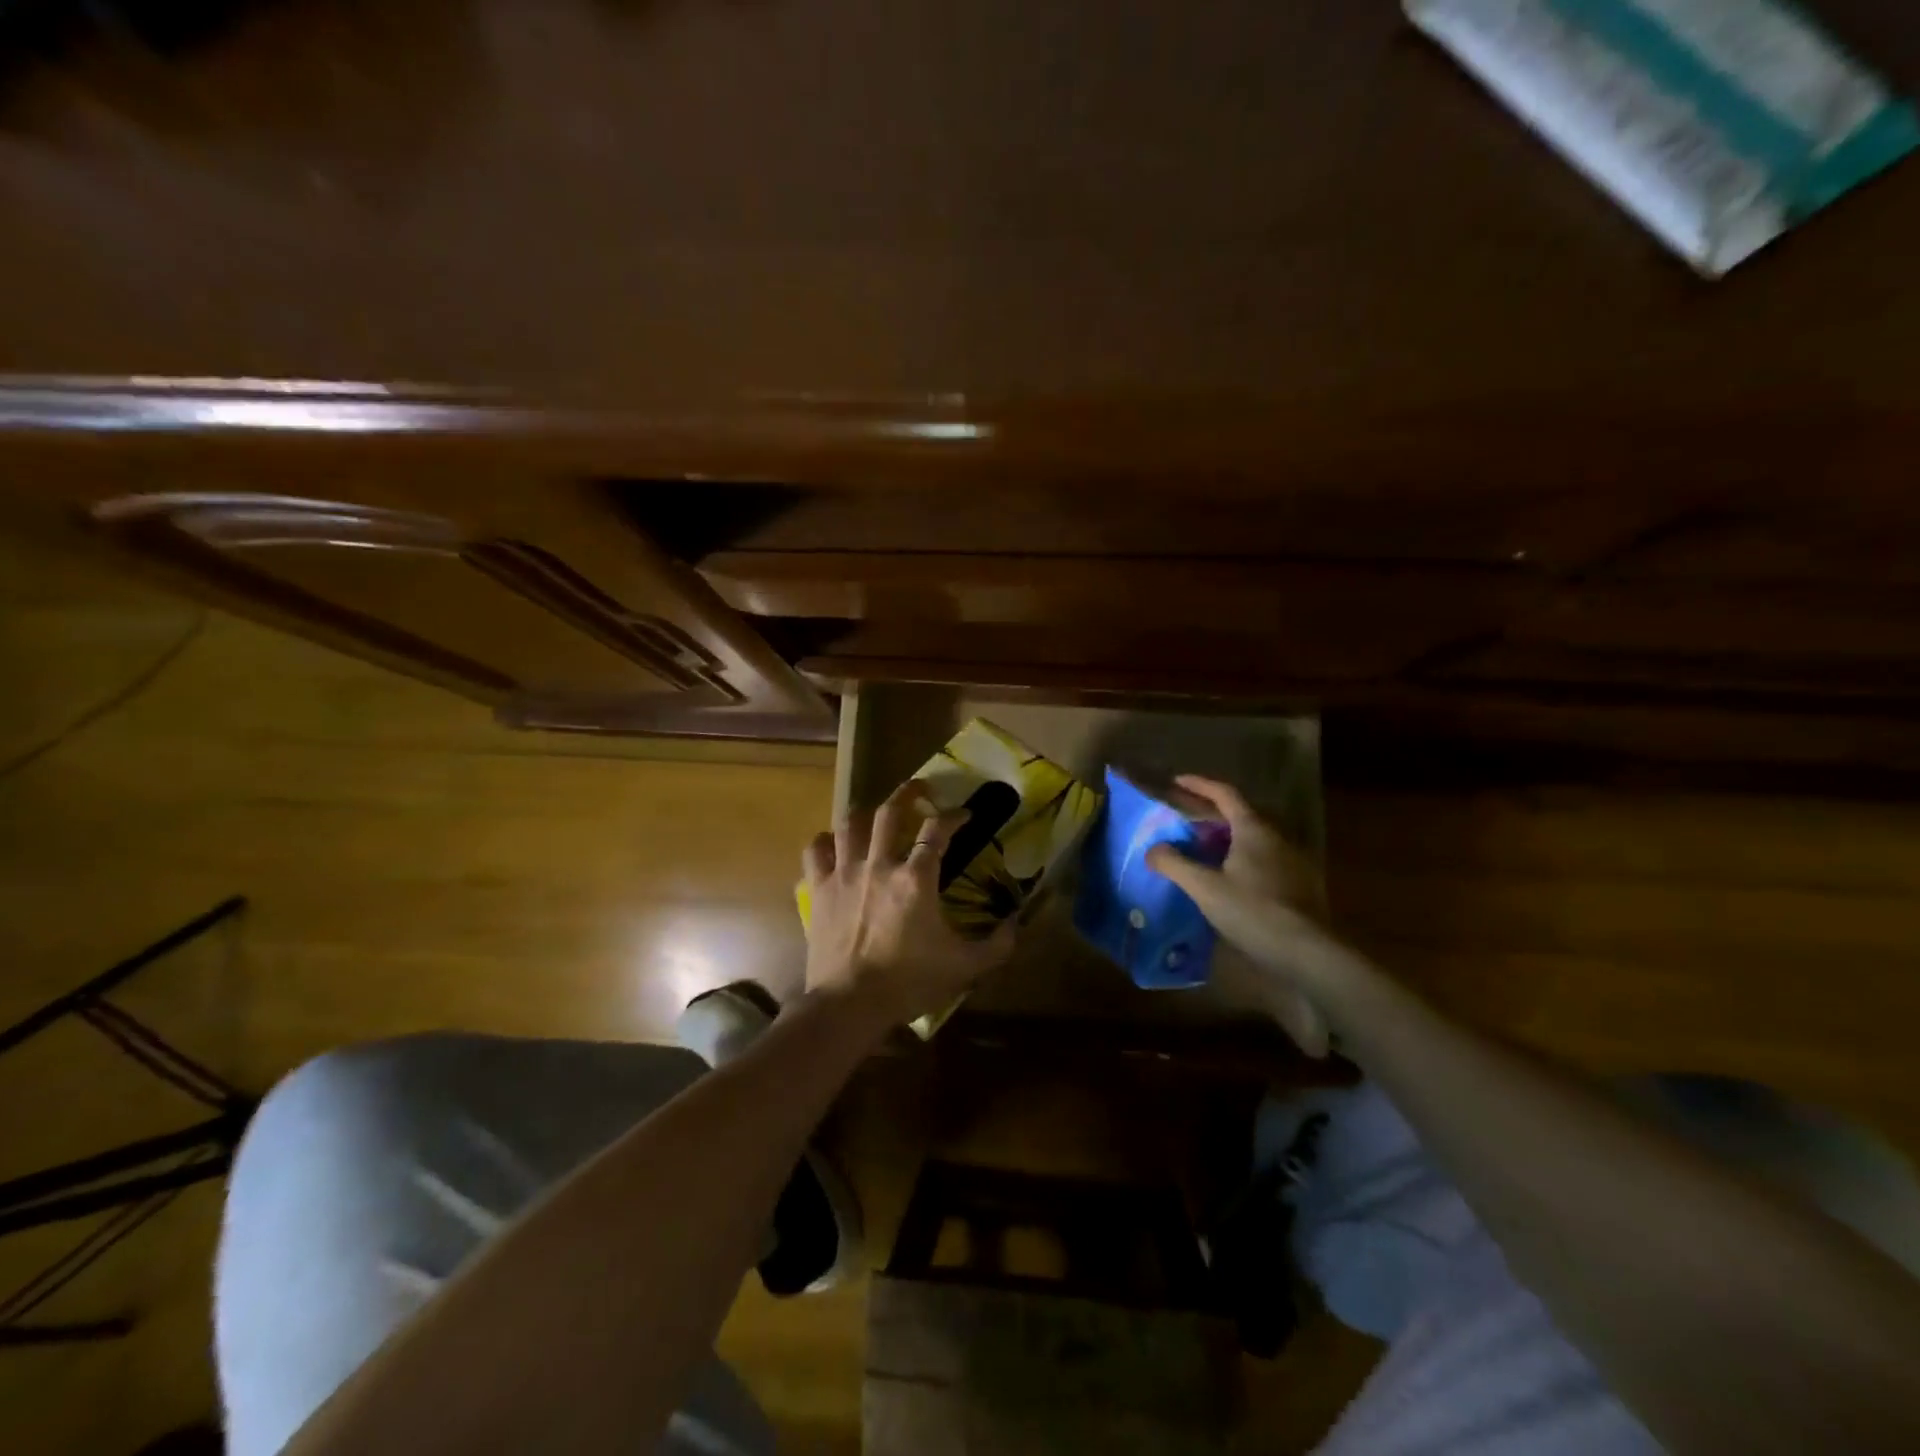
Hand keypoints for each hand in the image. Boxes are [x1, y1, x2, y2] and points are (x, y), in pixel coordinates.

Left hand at [802, 778, 1016, 1031]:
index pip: (937, 830)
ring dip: (865, 812)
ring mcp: (844, 874)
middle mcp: (879, 865)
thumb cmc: (908, 983)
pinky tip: (833, 844)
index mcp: (916, 878)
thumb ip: (997, 945)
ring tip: (875, 811)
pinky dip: (824, 842)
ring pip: (850, 824)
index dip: (953, 816)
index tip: (963, 814)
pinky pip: (816, 851)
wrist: (849, 1004)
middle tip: (920, 788)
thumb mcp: (965, 967)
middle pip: (890, 812)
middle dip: (907, 793)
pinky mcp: (819, 890)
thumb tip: (1017, 923)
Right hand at [1145, 774, 1339, 1055]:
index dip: (1200, 785)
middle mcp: (1276, 838)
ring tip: (1202, 849)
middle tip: (1186, 819)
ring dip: (1227, 837)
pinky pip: (1263, 859)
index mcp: (1254, 829)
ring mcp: (1292, 861)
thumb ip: (1175, 864)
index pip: (1225, 794)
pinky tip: (1229, 879)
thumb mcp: (1205, 888)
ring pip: (1254, 838)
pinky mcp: (1299, 885)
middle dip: (1212, 813)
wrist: (1307, 953)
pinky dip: (1241, 859)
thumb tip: (1152, 849)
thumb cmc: (1253, 911)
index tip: (1178, 781)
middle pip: (1241, 814)